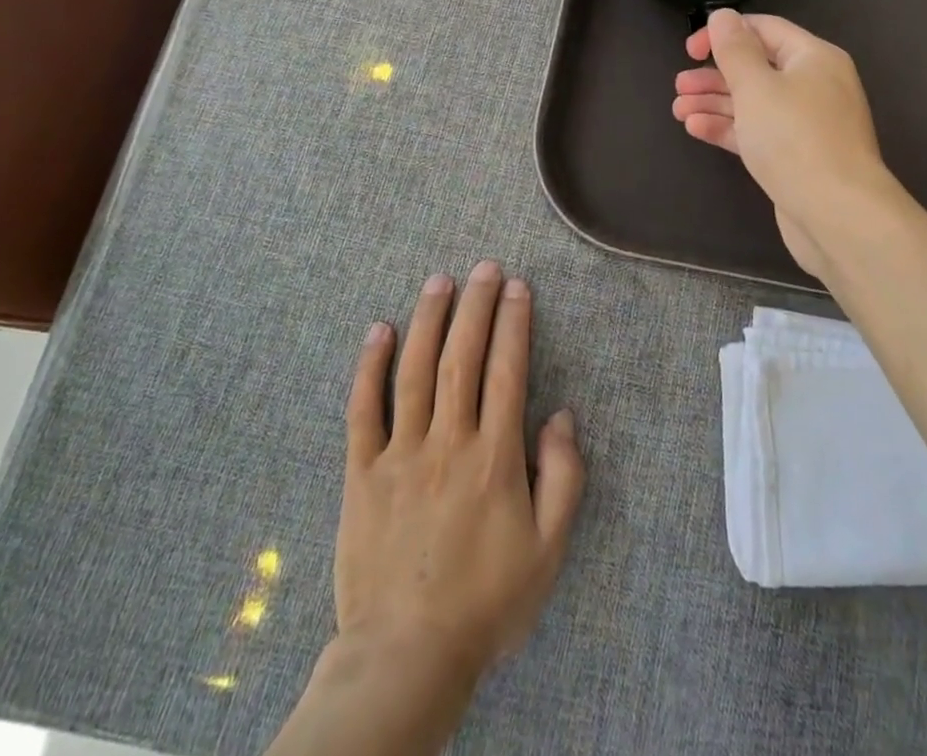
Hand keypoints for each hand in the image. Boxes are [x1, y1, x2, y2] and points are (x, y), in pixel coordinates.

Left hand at [337, 261, 583, 682]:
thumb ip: (564, 478)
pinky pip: (363, 410)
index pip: (508, 371)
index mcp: (494, 457)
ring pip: (415, 371)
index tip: (518, 287)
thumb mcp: (548, 551)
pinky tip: (378, 331)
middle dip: (476, 306)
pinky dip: (370, 367)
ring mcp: (401, 454)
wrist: (406, 657)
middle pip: (463, 358)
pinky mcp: (362, 473)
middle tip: (485, 268)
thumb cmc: (486, 603)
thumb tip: (562, 415)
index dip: (514, 323)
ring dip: (428, 320)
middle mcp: (448, 442)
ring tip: (439, 281)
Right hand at [672, 10, 894, 280]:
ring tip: (678, 110)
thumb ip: (735, 49)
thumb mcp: (757, 86)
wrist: (838, 215)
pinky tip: (696, 128)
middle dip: (715, 75)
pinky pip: (757, 132)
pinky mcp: (795, 156)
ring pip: (753, 103)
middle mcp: (814, 85)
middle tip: (679, 85)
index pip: (764, 30)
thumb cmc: (795, 139)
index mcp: (814, 58)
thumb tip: (723, 16)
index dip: (724, 33)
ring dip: (715, 103)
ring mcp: (806, 124)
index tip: (690, 50)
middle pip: (757, 68)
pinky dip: (727, 128)